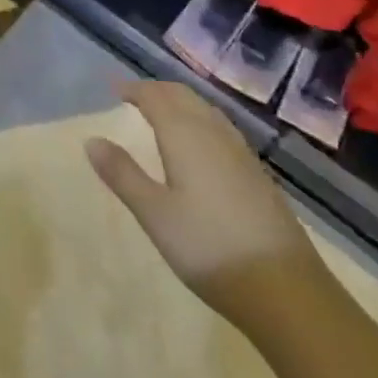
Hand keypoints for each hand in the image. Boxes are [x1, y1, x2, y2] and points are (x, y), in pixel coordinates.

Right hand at [87, 80, 322, 322]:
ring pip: (205, 109)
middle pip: (182, 96)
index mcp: (184, 134)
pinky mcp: (258, 173)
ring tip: (165, 111)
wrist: (285, 289)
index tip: (114, 88)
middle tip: (136, 96)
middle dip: (157, 90)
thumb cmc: (209, 248)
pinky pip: (222, 127)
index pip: (155, 97)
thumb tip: (91, 140)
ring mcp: (240, 152)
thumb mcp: (155, 215)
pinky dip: (202, 119)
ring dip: (181, 101)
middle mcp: (213, 132)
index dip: (133, 89)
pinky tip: (202, 142)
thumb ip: (122, 174)